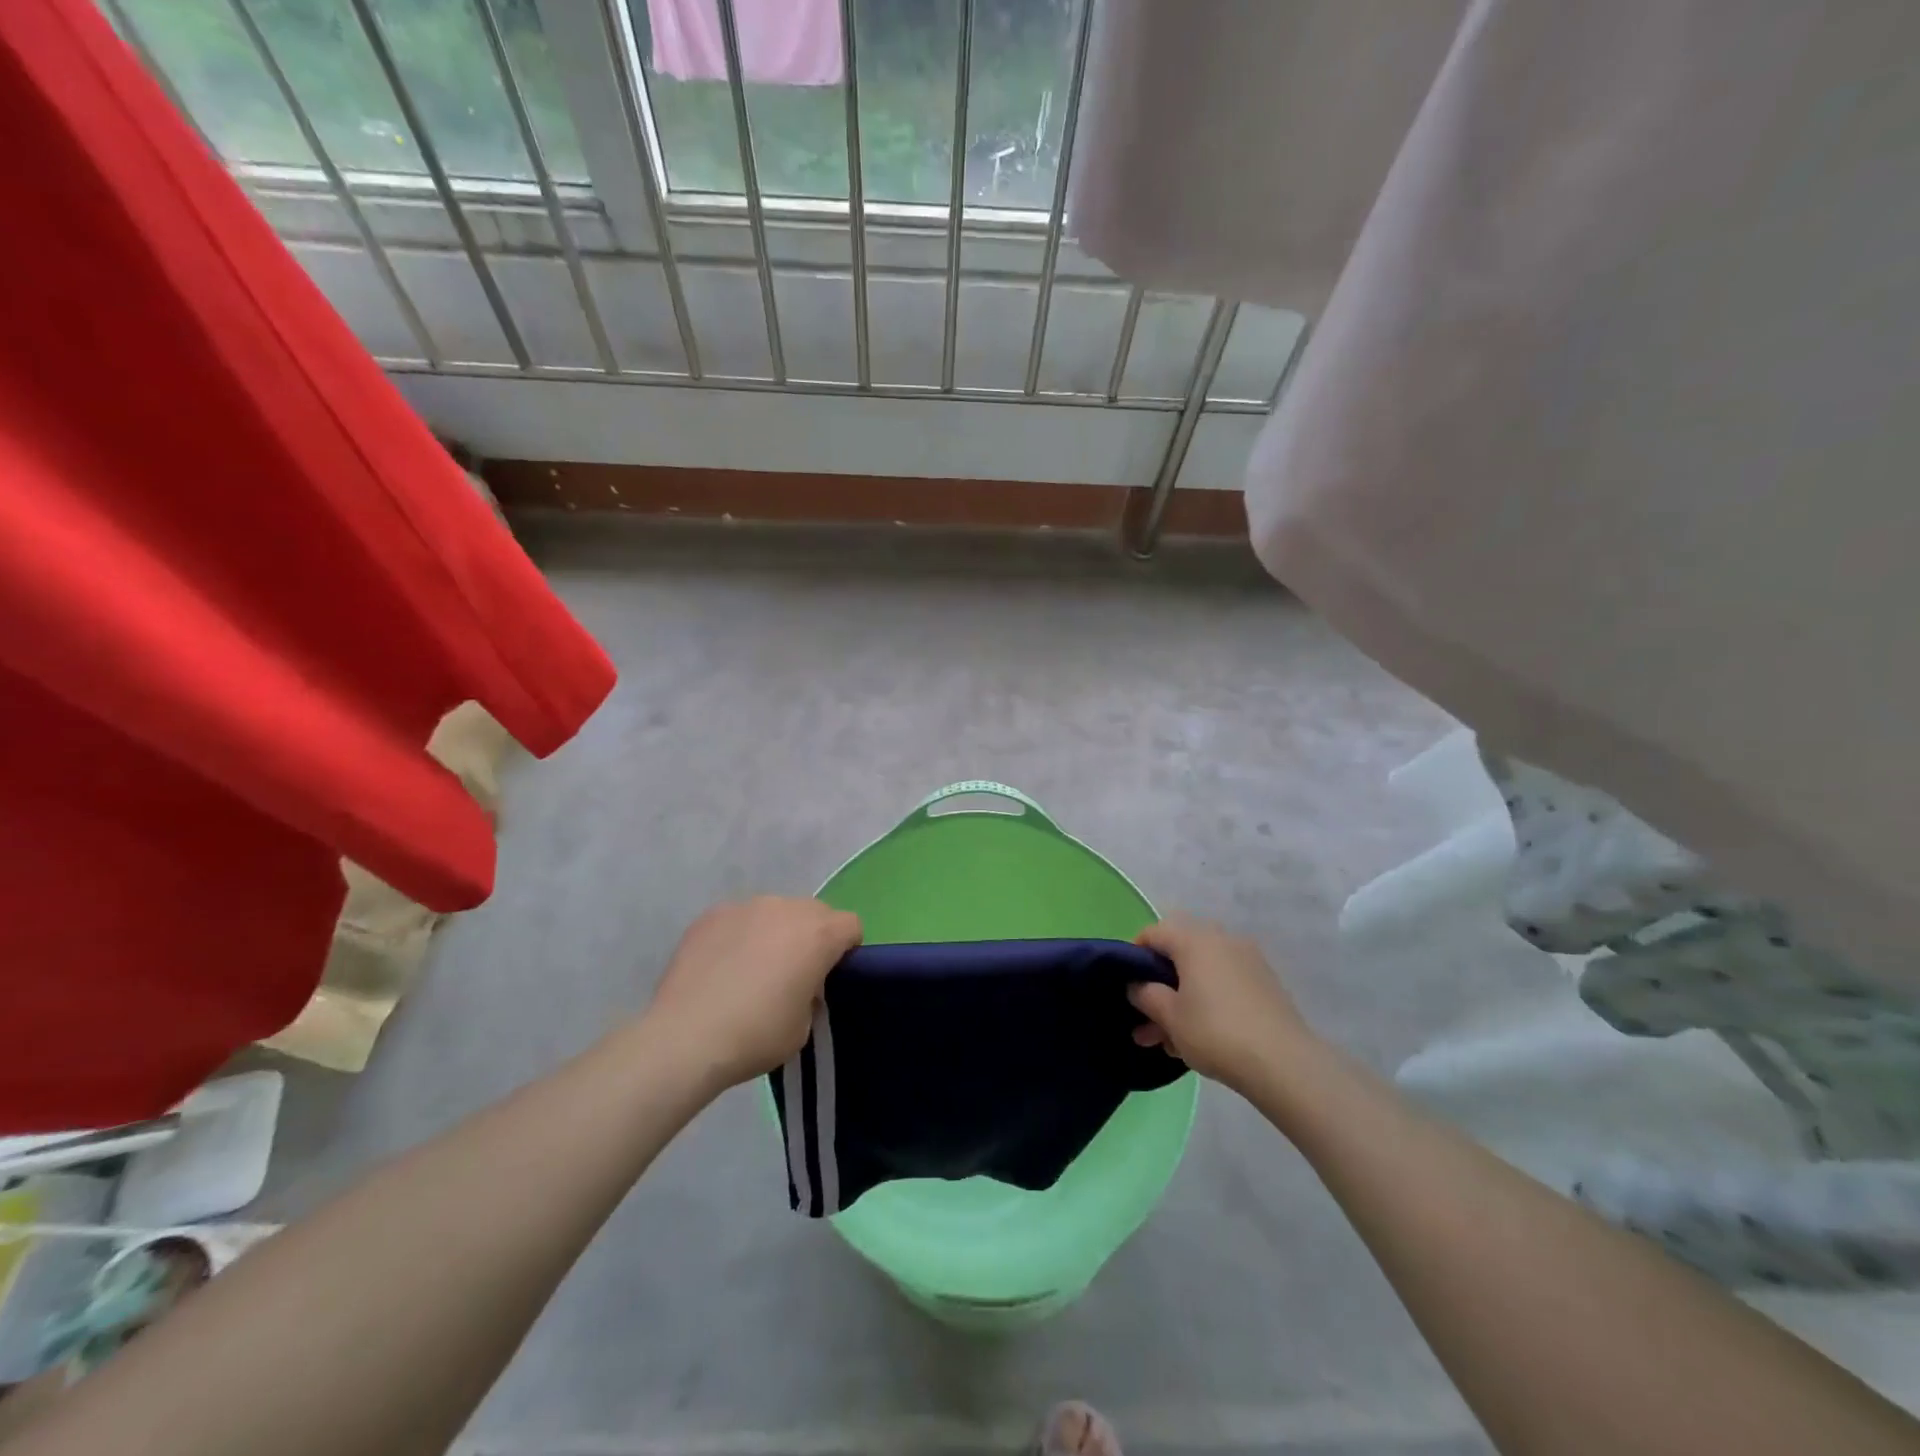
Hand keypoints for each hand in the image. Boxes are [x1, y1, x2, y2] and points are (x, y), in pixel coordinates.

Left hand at [644, 897, 861, 1089]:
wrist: (685, 1037)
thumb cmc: (756, 1035)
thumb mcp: (803, 1026)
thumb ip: (812, 994)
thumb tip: (800, 984)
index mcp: (819, 934)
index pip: (851, 925)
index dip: (846, 949)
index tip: (830, 976)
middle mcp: (786, 908)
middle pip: (814, 913)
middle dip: (811, 937)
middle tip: (793, 973)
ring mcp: (746, 907)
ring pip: (775, 912)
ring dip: (774, 932)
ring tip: (751, 969)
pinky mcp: (712, 915)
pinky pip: (739, 919)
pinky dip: (739, 936)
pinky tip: (722, 967)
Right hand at [1129, 916, 1313, 1093]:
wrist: (1285, 1063)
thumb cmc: (1216, 1032)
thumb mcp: (1169, 1016)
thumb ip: (1145, 994)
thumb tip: (1137, 985)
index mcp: (1194, 939)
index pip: (1153, 933)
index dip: (1133, 955)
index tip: (1126, 985)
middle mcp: (1221, 940)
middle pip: (1179, 954)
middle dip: (1159, 986)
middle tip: (1145, 1020)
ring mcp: (1247, 961)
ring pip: (1201, 974)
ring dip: (1180, 1001)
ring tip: (1167, 1042)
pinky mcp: (1265, 984)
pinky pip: (1223, 985)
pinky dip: (1206, 1003)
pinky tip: (1198, 1039)